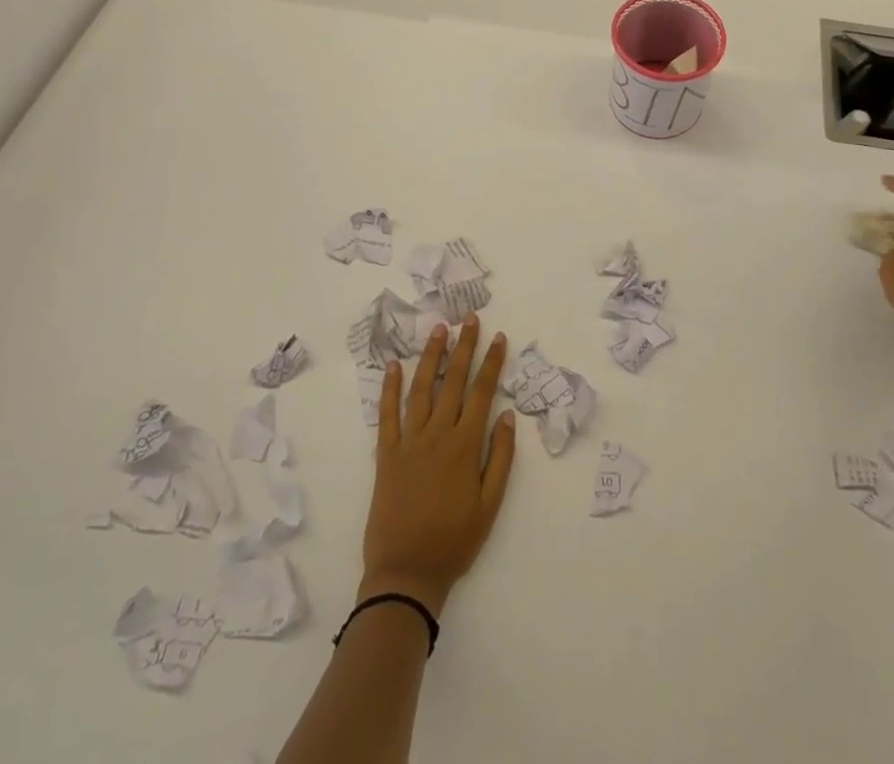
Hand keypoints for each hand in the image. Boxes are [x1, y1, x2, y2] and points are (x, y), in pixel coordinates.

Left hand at [361, 316, 516, 615]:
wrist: (406, 574)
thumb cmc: (454, 542)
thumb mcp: (490, 505)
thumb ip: (500, 458)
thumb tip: (507, 415)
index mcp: (464, 446)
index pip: (482, 393)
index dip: (491, 363)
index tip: (498, 337)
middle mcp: (437, 435)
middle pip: (453, 382)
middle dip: (464, 348)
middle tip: (470, 319)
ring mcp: (409, 442)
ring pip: (421, 389)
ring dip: (431, 357)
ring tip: (439, 330)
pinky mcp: (386, 455)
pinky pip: (387, 415)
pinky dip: (390, 388)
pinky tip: (394, 365)